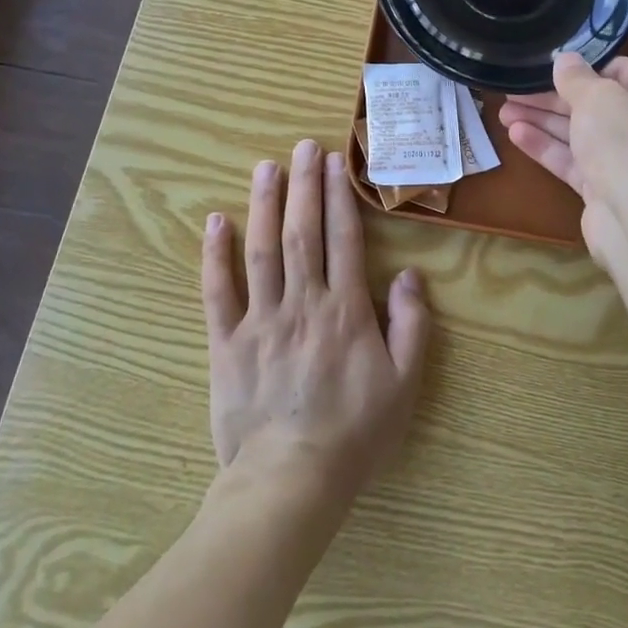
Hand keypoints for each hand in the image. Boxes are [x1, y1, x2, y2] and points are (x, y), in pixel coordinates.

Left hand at [202, 139, 430, 512]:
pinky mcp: (226, 342)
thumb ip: (412, 325)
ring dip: (264, 204)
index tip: (336, 161)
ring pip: (262, 250)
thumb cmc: (355, 432)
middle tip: (304, 146)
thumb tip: (410, 275)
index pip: (343, 239)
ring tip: (266, 167)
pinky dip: (215, 254)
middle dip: (304, 185)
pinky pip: (218, 291)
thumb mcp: (404, 383)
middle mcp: (302, 302)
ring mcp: (260, 320)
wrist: (290, 482)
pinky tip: (216, 221)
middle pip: (302, 232)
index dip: (339, 196)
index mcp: (345, 310)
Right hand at [499, 53, 627, 268]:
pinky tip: (515, 135)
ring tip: (503, 111)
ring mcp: (627, 161)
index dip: (587, 67)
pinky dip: (547, 147)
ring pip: (580, 134)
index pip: (623, 71)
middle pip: (595, 104)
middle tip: (514, 89)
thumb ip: (576, 77)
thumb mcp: (597, 96)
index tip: (551, 65)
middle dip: (552, 97)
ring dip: (543, 121)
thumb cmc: (627, 140)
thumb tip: (565, 59)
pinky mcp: (606, 189)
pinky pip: (573, 162)